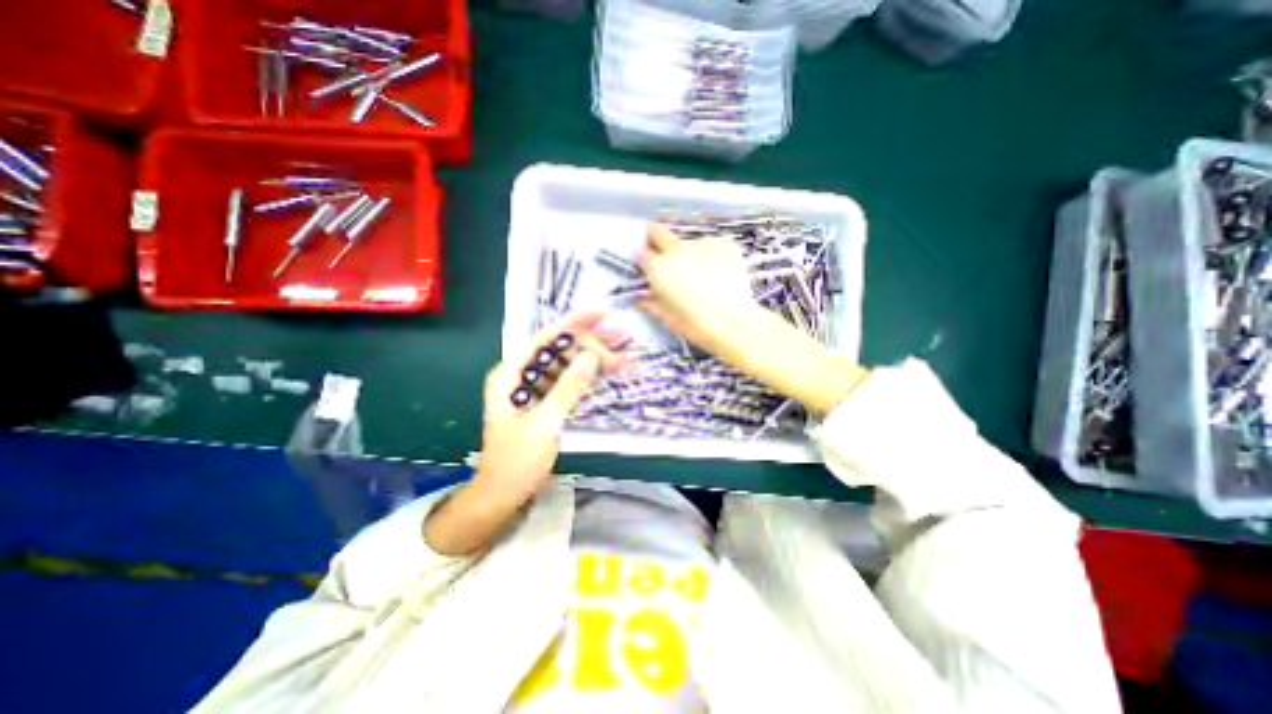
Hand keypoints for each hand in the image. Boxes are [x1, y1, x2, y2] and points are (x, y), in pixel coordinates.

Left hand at [427, 313, 623, 557]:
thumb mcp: (545, 422)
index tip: (602, 313)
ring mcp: (535, 389)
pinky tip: (610, 372)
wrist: (504, 493)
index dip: (574, 323)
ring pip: (568, 364)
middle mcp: (522, 375)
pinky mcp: (547, 402)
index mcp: (510, 374)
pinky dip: (590, 378)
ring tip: (624, 354)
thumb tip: (592, 355)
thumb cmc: (517, 460)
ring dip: (595, 359)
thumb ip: (568, 387)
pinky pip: (570, 382)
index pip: (544, 339)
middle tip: (623, 340)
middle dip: (591, 344)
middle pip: (560, 350)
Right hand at [642, 224, 758, 358]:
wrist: (732, 322)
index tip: (651, 267)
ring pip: (689, 242)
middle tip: (667, 258)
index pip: (643, 252)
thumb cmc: (694, 324)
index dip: (646, 260)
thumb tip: (643, 299)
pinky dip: (713, 257)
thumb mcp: (666, 318)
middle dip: (658, 241)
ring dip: (690, 253)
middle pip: (659, 232)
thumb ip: (651, 303)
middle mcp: (677, 250)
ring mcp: (702, 244)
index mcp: (658, 267)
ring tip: (703, 275)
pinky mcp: (725, 245)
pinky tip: (720, 274)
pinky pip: (713, 246)